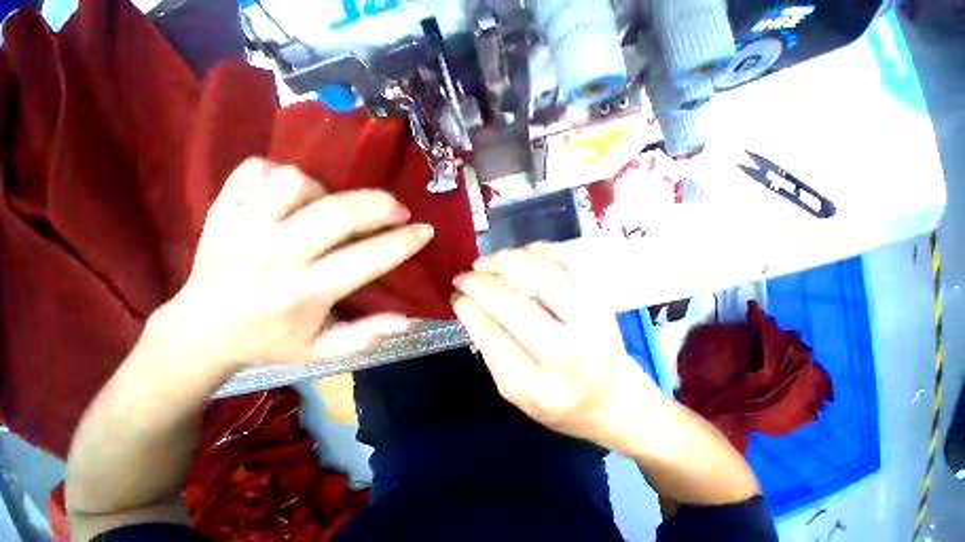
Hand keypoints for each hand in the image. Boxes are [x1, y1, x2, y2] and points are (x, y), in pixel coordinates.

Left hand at [166, 158, 433, 368]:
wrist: (201, 329)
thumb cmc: (271, 340)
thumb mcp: (322, 350)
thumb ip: (365, 336)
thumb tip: (407, 320)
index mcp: (302, 294)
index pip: (366, 259)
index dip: (404, 242)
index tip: (425, 231)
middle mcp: (271, 257)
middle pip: (336, 213)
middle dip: (379, 206)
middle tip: (399, 210)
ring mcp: (240, 227)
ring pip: (297, 183)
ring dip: (330, 191)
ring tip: (337, 207)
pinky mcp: (220, 210)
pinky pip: (257, 170)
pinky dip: (283, 175)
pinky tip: (296, 195)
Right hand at [452, 244, 657, 449]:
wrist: (618, 401)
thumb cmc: (562, 404)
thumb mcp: (517, 394)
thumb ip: (492, 352)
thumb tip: (470, 307)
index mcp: (539, 389)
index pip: (493, 336)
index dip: (468, 308)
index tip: (455, 294)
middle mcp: (568, 355)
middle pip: (515, 306)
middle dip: (481, 284)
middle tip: (463, 275)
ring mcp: (592, 323)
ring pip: (545, 276)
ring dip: (508, 261)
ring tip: (486, 261)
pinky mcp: (602, 302)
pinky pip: (571, 264)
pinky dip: (542, 251)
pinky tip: (521, 253)